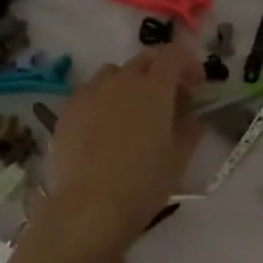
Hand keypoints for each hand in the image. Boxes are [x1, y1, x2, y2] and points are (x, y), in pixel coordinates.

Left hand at [43, 47, 202, 247]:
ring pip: (114, 73)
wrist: (90, 207)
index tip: (196, 86)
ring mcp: (90, 93)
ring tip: (133, 112)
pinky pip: (89, 92)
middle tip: (169, 100)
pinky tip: (105, 127)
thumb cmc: (144, 183)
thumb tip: (194, 118)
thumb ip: (190, 131)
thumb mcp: (179, 159)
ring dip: (130, 83)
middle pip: (144, 59)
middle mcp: (121, 81)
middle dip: (161, 72)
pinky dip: (104, 99)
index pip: (174, 54)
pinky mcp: (67, 111)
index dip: (188, 64)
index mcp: (154, 88)